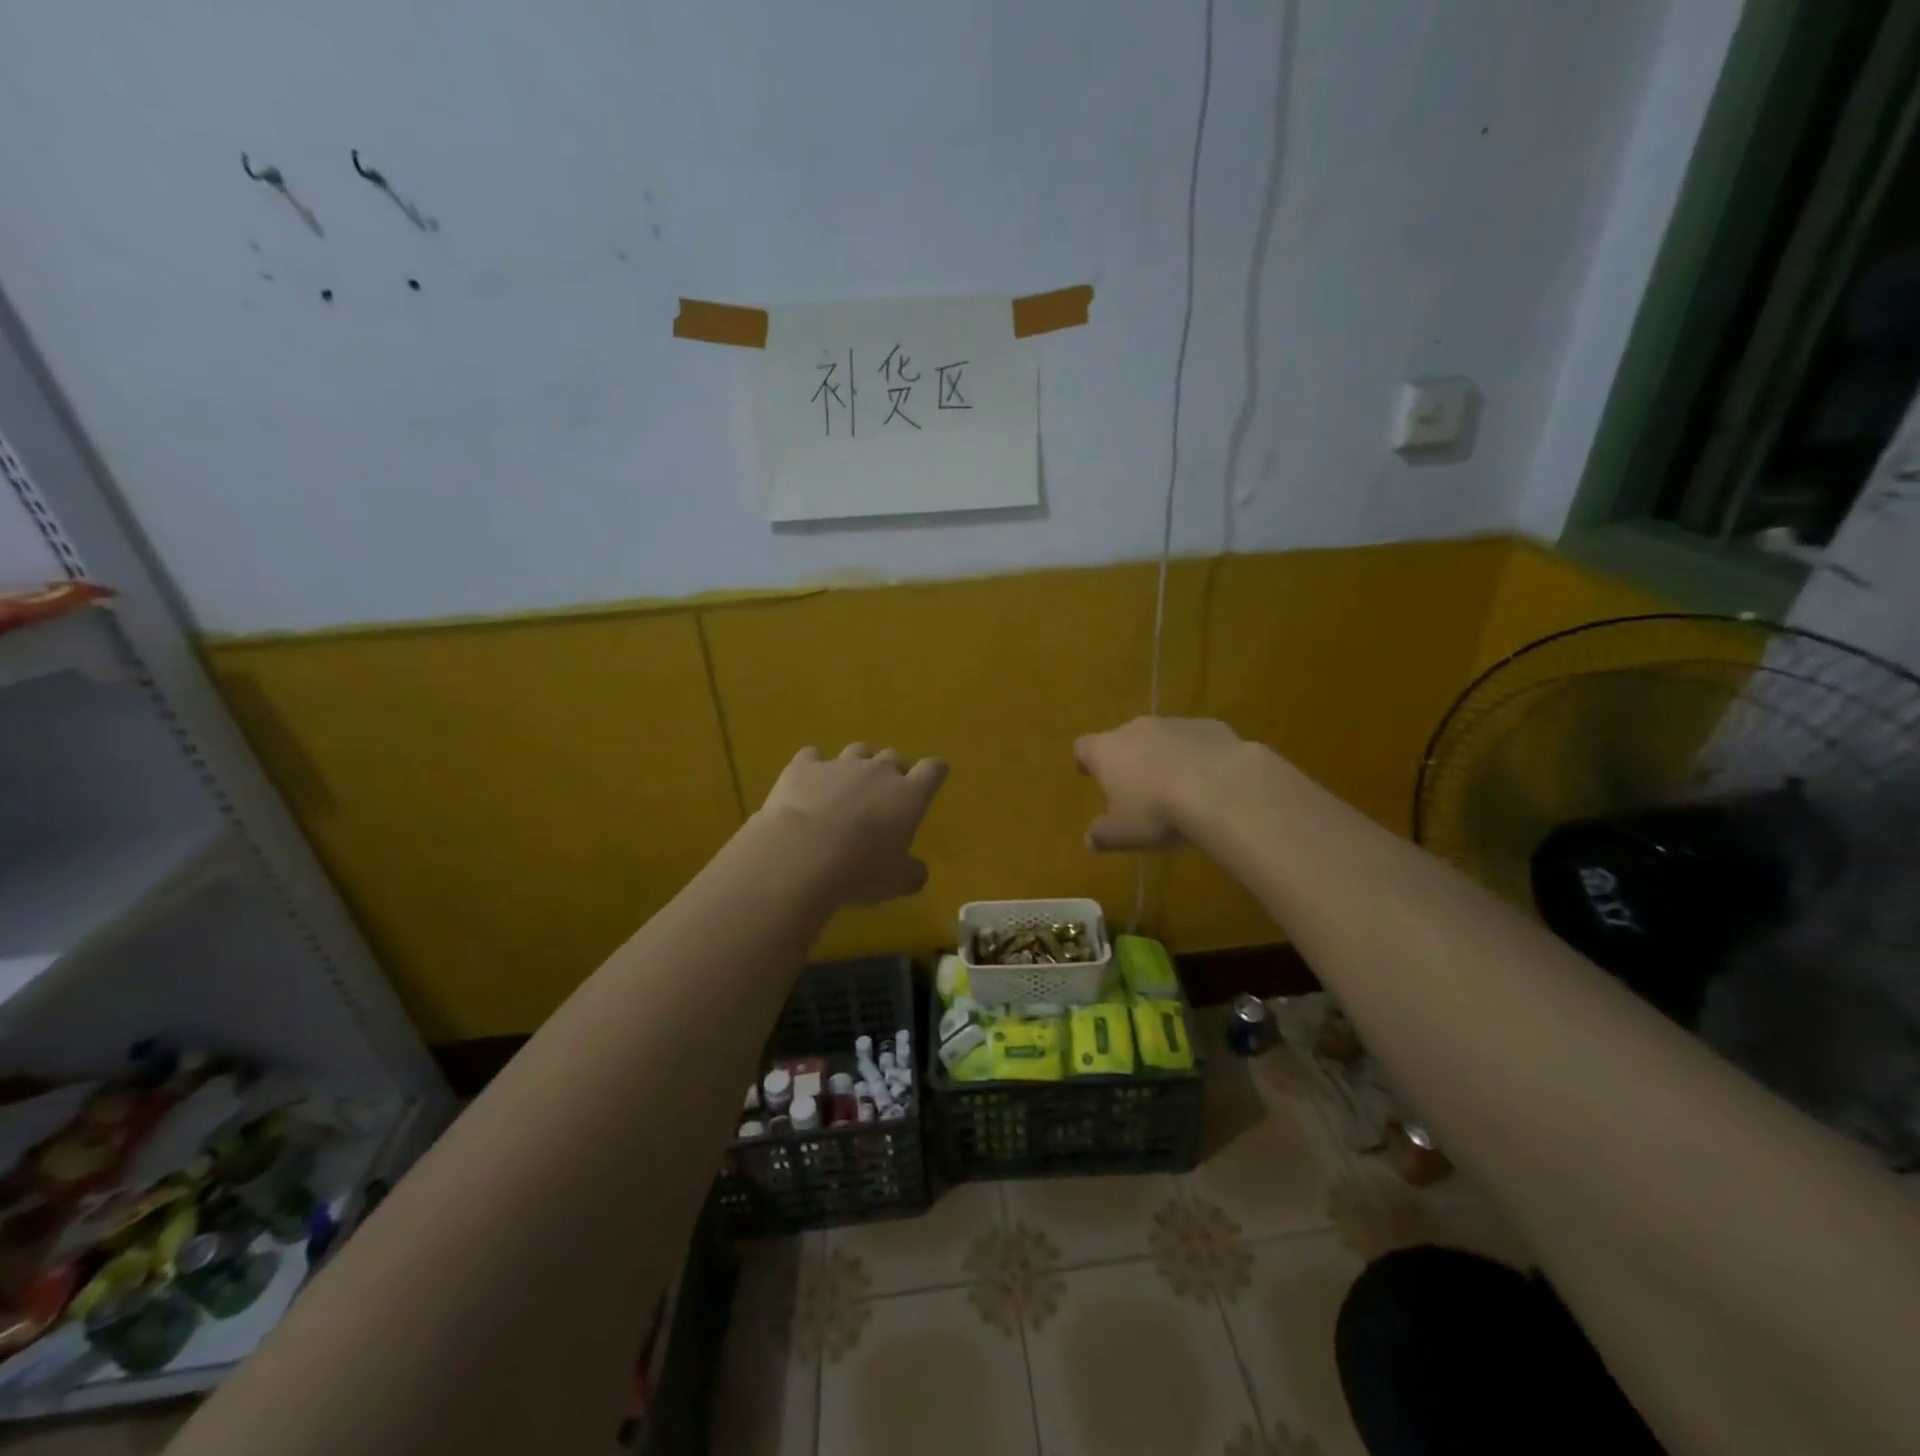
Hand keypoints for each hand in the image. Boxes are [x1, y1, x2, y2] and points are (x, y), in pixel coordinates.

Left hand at [758, 744, 948, 904]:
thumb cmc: (859, 871)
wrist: (800, 856)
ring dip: (856, 765)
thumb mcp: (896, 883)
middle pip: (893, 757)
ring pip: (857, 751)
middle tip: (881, 798)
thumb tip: (917, 871)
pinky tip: (806, 784)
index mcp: (908, 795)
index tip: (932, 778)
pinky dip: (813, 768)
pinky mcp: (803, 766)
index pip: (933, 769)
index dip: (934, 772)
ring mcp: (839, 764)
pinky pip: (812, 756)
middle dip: (891, 773)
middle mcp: (878, 771)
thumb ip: (913, 873)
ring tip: (845, 789)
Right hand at [1074, 717, 1249, 850]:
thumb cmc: (1157, 812)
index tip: (1090, 775)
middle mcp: (1135, 729)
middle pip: (1122, 739)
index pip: (1084, 747)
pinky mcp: (1209, 726)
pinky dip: (1196, 754)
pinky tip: (1209, 779)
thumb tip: (1090, 838)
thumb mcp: (1122, 835)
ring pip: (1160, 737)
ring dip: (1162, 756)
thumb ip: (1102, 835)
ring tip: (1177, 786)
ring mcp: (1173, 723)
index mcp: (1106, 751)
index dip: (1086, 762)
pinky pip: (1194, 739)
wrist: (1221, 789)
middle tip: (1136, 788)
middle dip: (1127, 759)